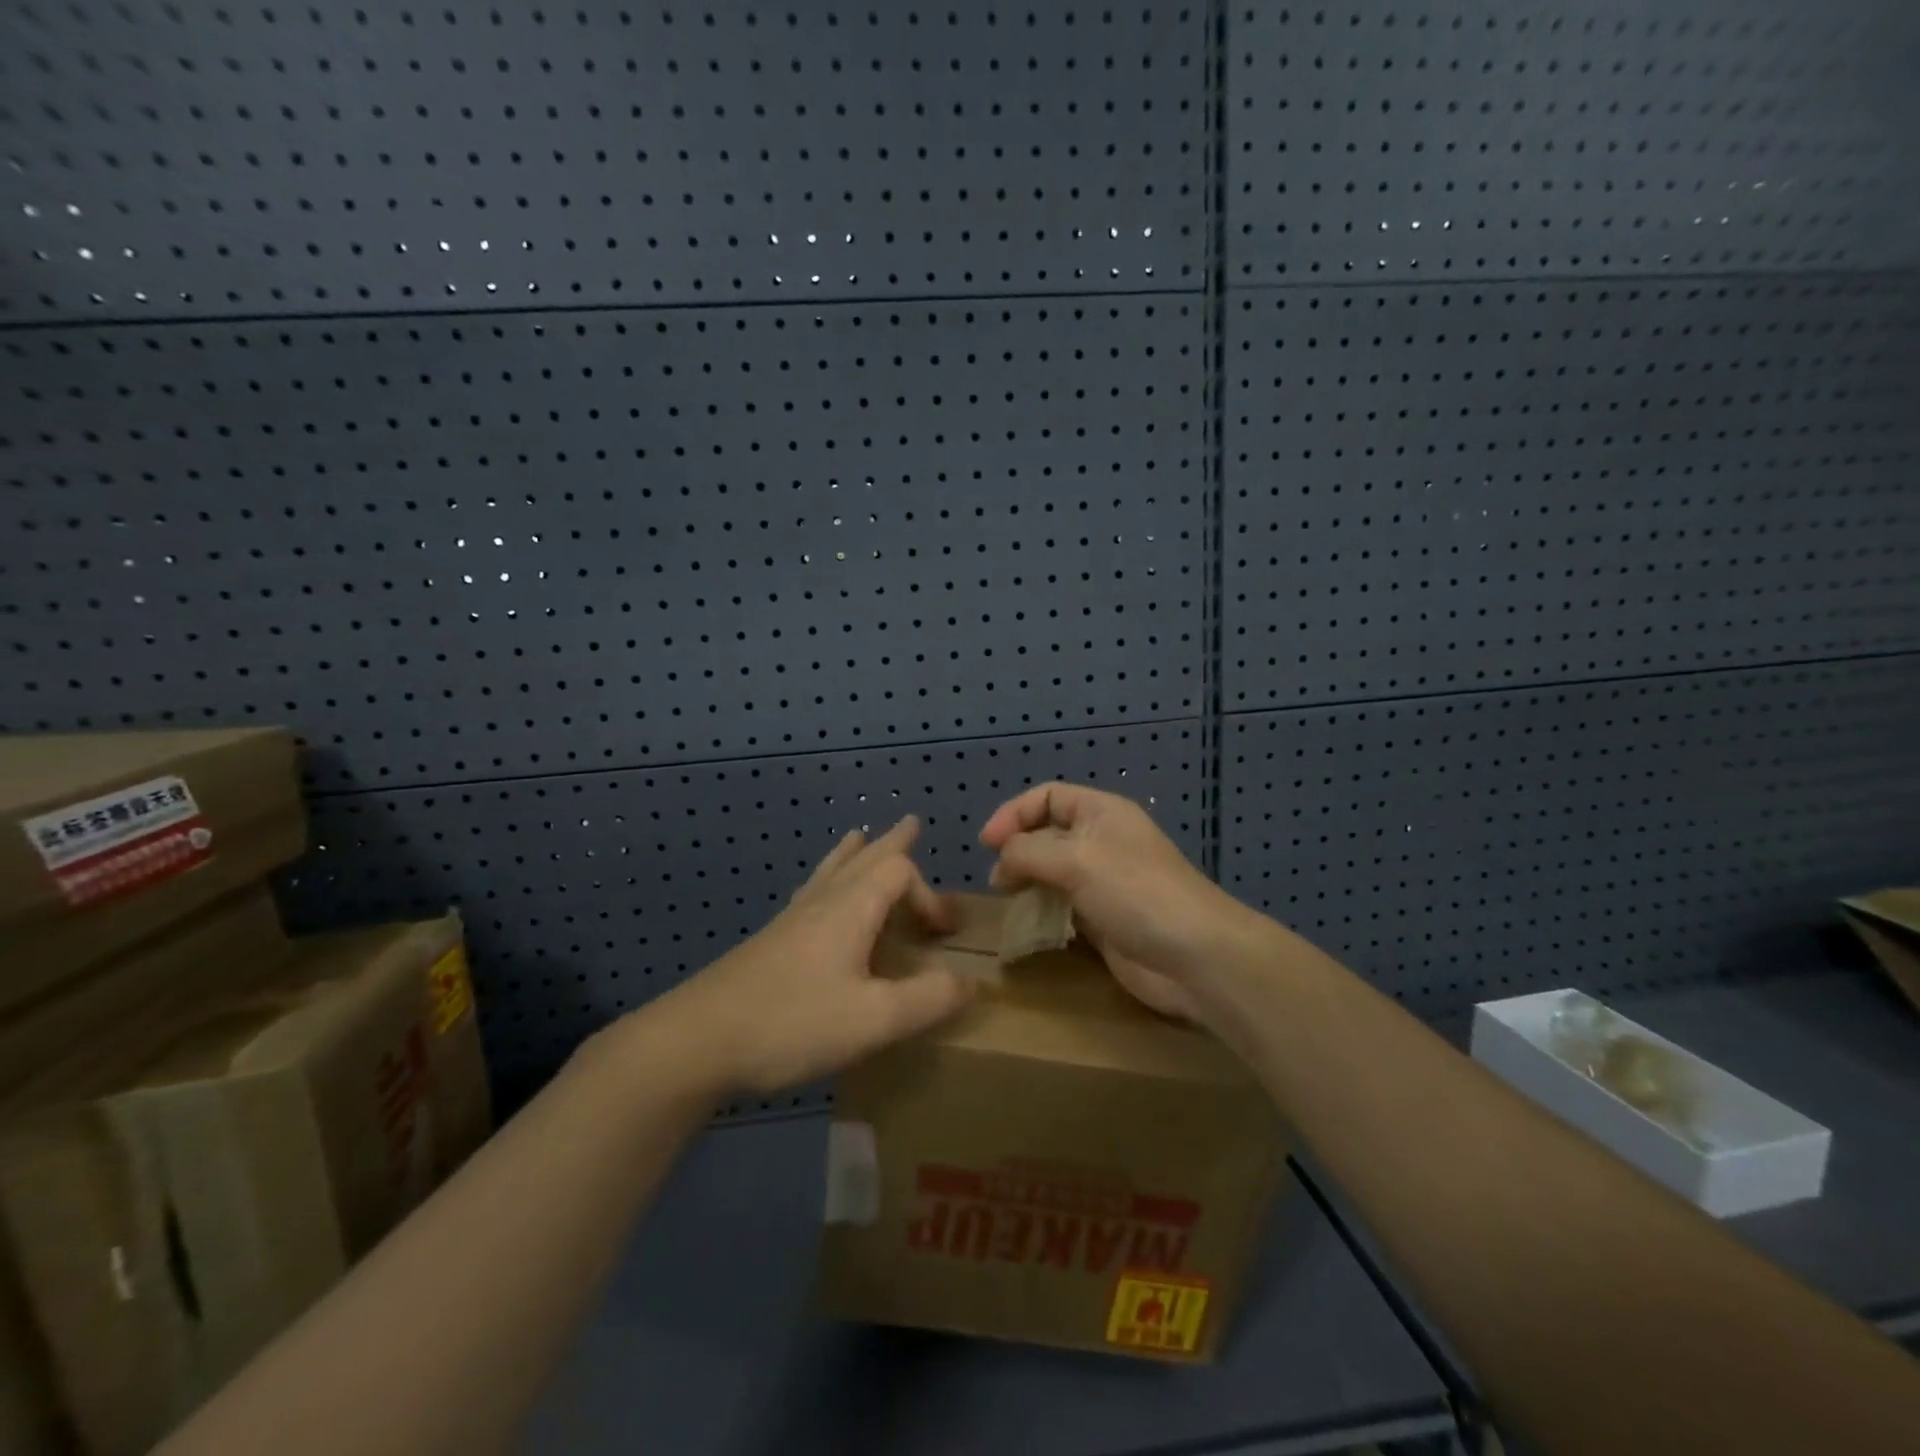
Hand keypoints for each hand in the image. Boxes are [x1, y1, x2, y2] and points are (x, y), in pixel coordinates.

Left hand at [658, 817, 975, 1094]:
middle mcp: (821, 902)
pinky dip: (828, 879)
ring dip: (855, 853)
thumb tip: (970, 982)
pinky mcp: (771, 941)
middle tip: (910, 824)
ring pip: (830, 871)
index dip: (930, 894)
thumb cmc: (792, 1022)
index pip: (899, 873)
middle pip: (863, 858)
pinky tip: (817, 895)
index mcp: (850, 909)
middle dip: (892, 843)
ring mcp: (791, 920)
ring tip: (860, 836)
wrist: (697, 1041)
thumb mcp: (874, 1019)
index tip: (945, 934)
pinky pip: (811, 892)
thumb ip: (928, 999)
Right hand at [980, 783, 1264, 1021]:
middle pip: (1047, 835)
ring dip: (1028, 884)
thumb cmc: (1136, 893)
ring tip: (1009, 903)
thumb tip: (1001, 862)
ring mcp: (1104, 883)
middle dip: (1018, 852)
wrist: (1196, 956)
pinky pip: (1063, 908)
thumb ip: (1028, 852)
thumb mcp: (1076, 860)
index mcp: (1101, 813)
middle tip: (998, 882)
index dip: (1014, 813)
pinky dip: (1043, 913)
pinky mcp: (1104, 921)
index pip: (1048, 797)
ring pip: (1053, 874)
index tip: (987, 844)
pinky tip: (1029, 928)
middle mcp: (1102, 842)